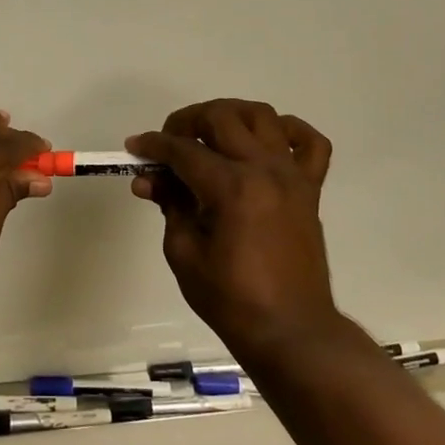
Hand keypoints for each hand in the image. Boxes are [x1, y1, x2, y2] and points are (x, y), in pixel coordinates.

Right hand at [126, 100, 337, 355]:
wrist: (290, 330)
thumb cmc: (231, 299)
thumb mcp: (184, 253)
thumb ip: (170, 205)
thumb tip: (149, 179)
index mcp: (231, 188)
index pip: (183, 150)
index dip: (154, 145)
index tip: (135, 147)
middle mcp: (264, 170)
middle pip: (222, 118)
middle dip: (187, 121)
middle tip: (168, 142)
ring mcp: (292, 176)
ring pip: (263, 116)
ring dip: (231, 115)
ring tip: (210, 134)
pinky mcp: (310, 189)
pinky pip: (310, 143)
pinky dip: (288, 131)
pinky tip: (266, 142)